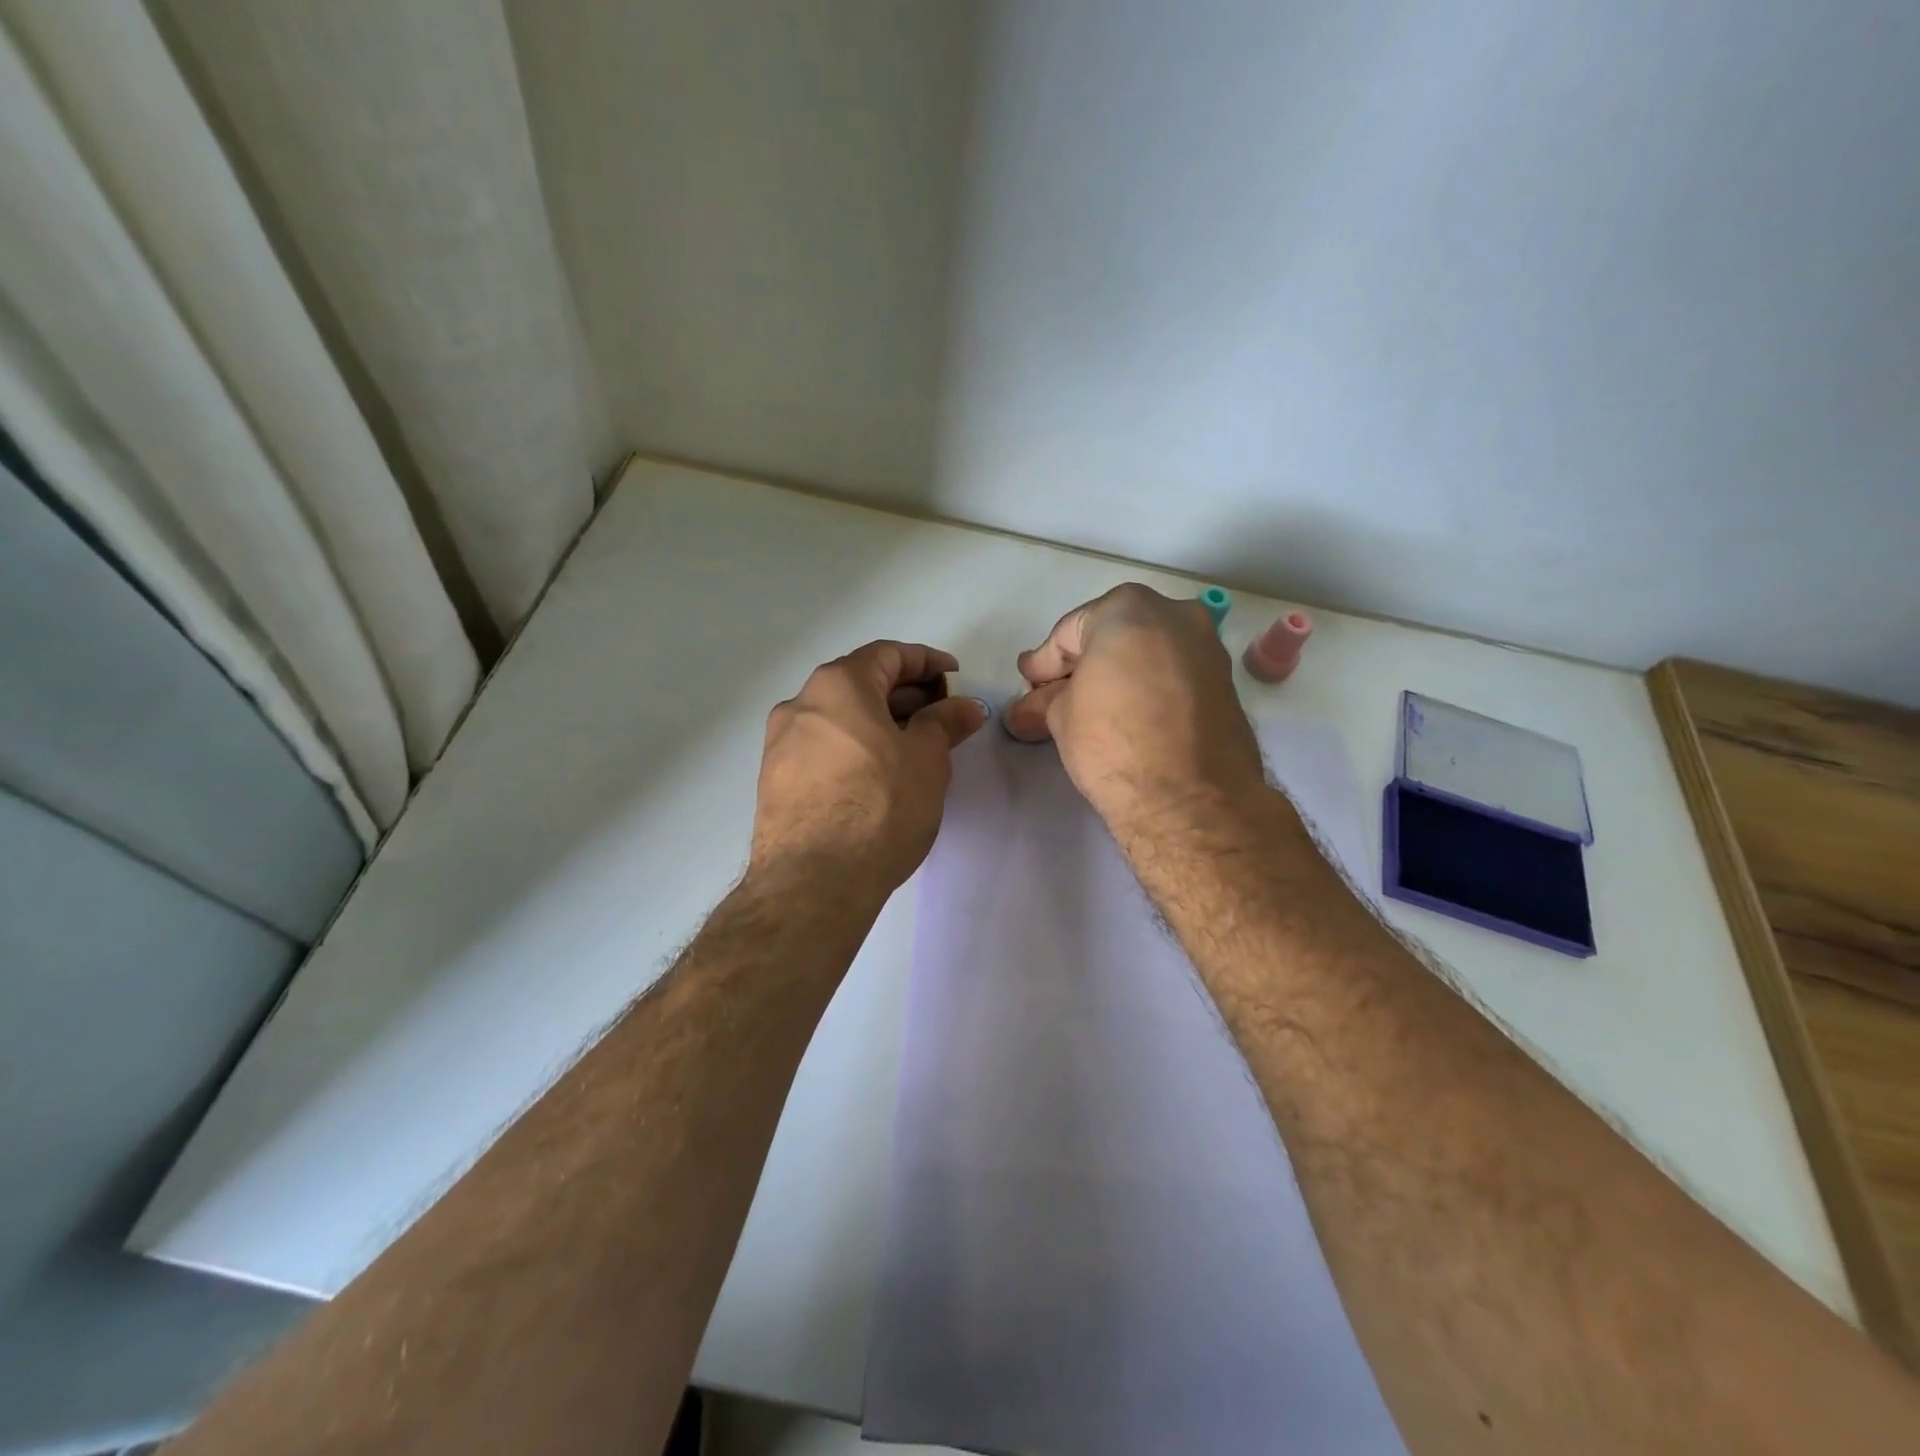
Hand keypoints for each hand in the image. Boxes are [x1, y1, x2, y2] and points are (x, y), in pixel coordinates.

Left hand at [750, 641, 986, 898]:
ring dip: (877, 723)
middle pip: (860, 683)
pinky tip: (875, 777)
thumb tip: (965, 705)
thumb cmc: (879, 807)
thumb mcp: (927, 760)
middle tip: (940, 718)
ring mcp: (779, 743)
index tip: (954, 676)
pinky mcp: (773, 781)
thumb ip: (945, 723)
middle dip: (904, 695)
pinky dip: (852, 748)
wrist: (813, 881)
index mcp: (838, 685)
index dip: (927, 661)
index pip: (888, 654)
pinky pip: (821, 748)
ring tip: (911, 750)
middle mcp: (800, 703)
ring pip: (838, 718)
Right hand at [1004, 584, 1265, 830]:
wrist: (1190, 800)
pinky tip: (1130, 718)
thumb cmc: (1114, 743)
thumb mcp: (1061, 718)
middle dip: (1082, 666)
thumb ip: (1046, 701)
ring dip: (1118, 676)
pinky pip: (1174, 675)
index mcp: (1128, 609)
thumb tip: (1028, 710)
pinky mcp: (1227, 684)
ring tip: (1091, 712)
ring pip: (1147, 653)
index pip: (1069, 633)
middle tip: (1054, 698)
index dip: (1043, 663)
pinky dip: (1149, 688)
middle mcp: (1176, 615)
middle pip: (1113, 635)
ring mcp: (1208, 648)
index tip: (1028, 686)